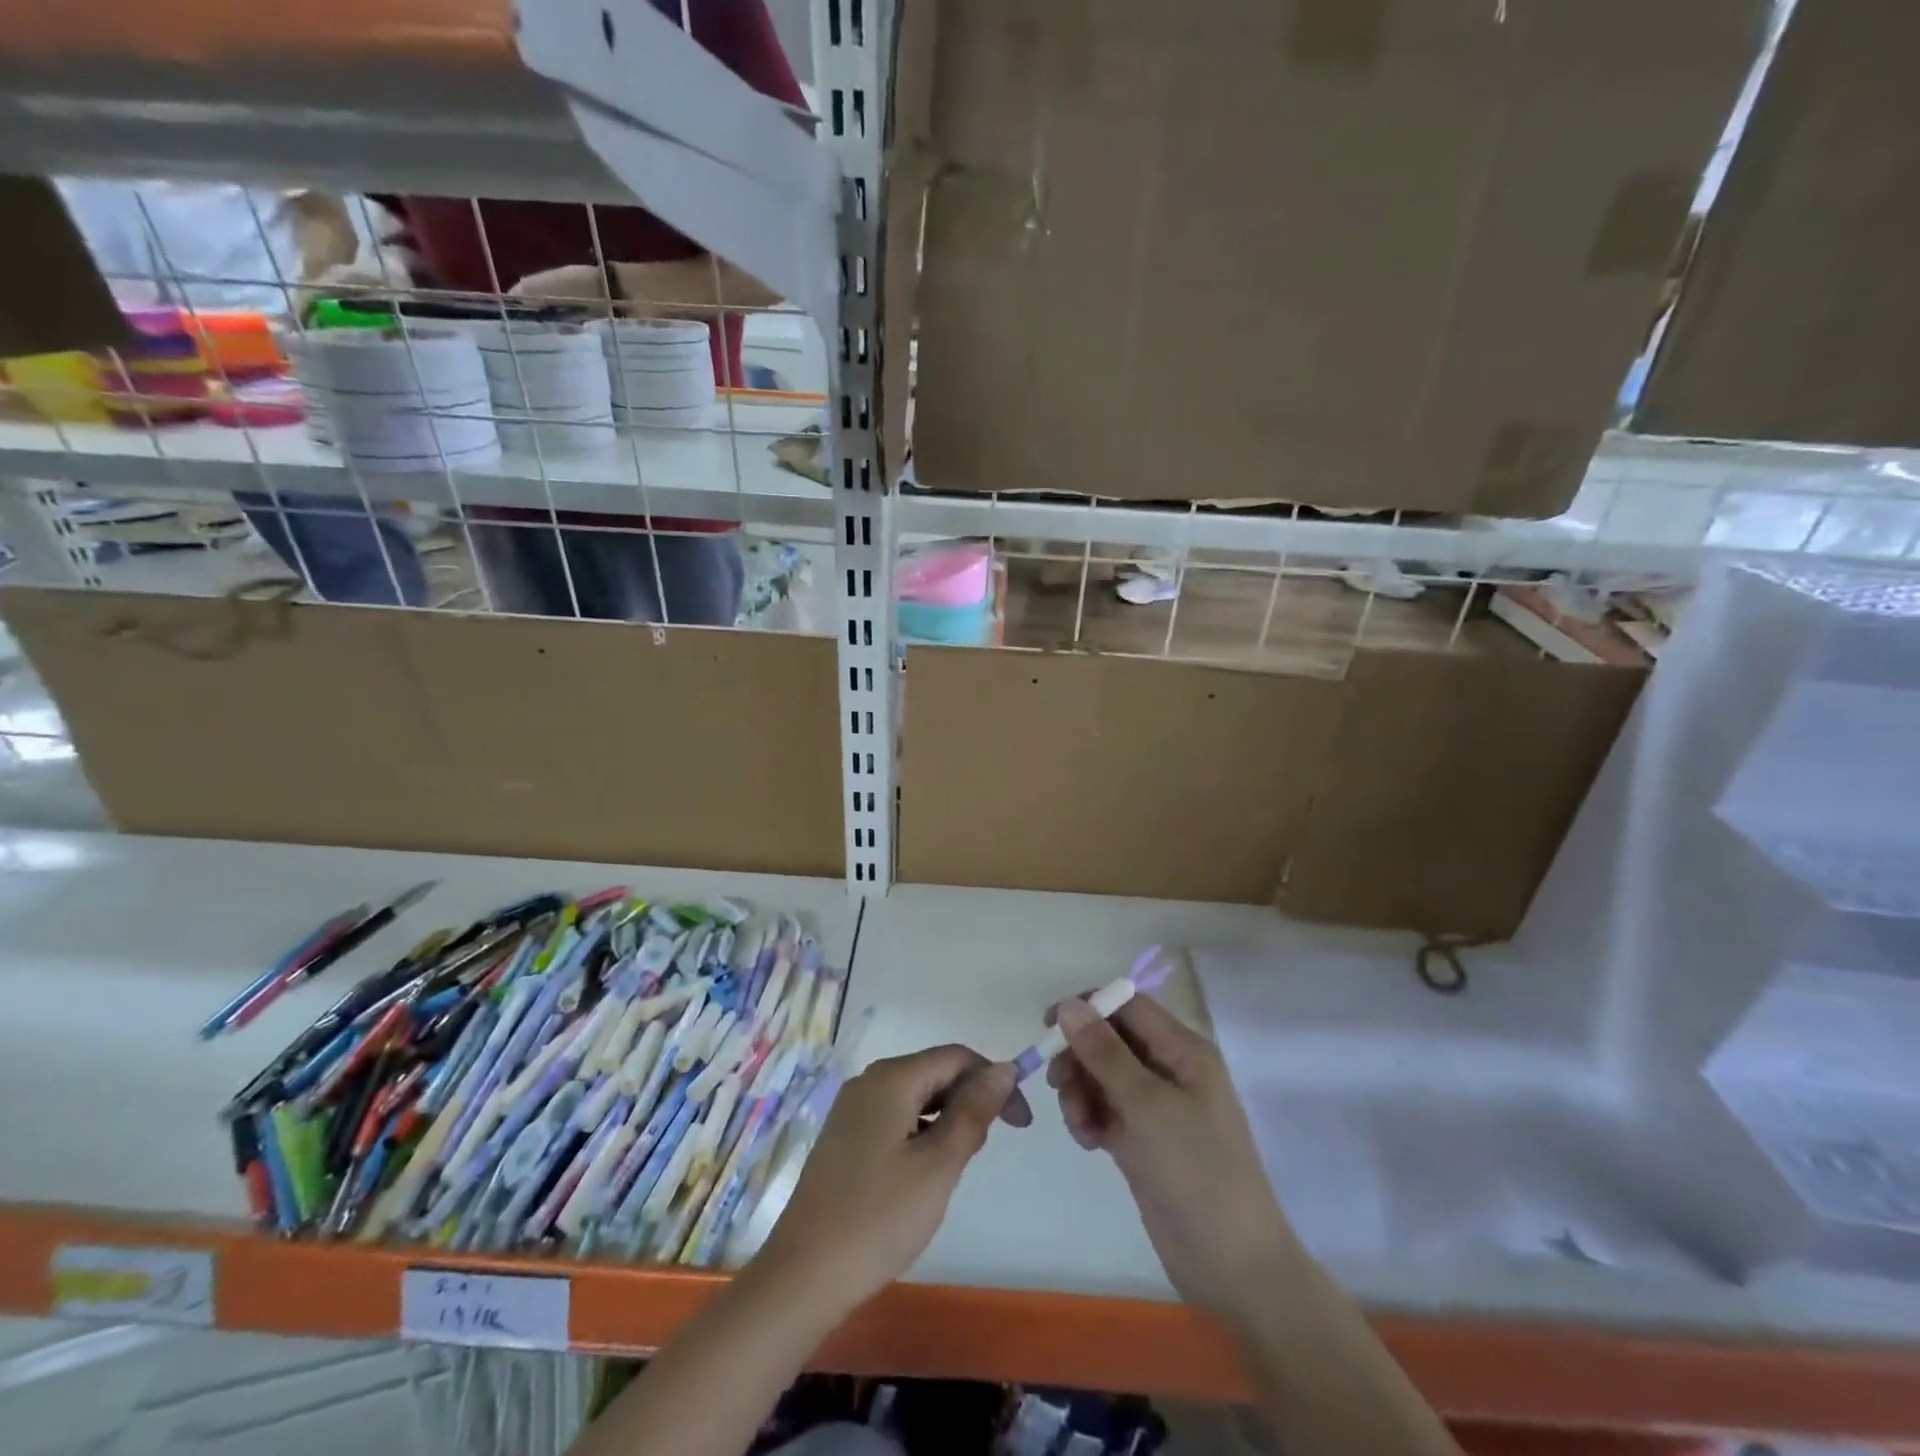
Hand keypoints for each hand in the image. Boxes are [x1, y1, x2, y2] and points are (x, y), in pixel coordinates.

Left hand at [756, 1046, 1030, 1317]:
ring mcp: (852, 1108)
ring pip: (916, 1096)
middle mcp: (869, 1081)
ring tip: (957, 1165)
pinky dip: (921, 1132)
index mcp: (892, 1078)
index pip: (957, 1057)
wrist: (803, 1275)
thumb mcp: (939, 1165)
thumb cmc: (879, 1218)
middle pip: (935, 1072)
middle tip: (985, 1151)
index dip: (994, 1081)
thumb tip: (1003, 1068)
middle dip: (970, 1100)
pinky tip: (924, 1171)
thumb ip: (973, 1111)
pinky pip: (895, 1116)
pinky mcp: (844, 1136)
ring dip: (946, 1118)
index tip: (1021, 1123)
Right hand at [1048, 995, 1295, 1325]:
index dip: (1088, 1007)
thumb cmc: (1196, 1170)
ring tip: (1080, 1124)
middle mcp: (1169, 1069)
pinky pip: (1104, 1110)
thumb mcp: (1147, 1105)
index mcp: (1183, 1050)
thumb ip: (1105, 1053)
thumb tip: (1069, 1004)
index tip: (1049, 1027)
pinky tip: (1090, 1143)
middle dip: (1080, 1057)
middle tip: (1058, 1083)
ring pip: (1102, 1076)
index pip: (1128, 1005)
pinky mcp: (1142, 1139)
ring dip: (1081, 1092)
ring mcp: (1155, 1106)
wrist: (1231, 1265)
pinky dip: (1089, 1118)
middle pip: (1110, 1040)